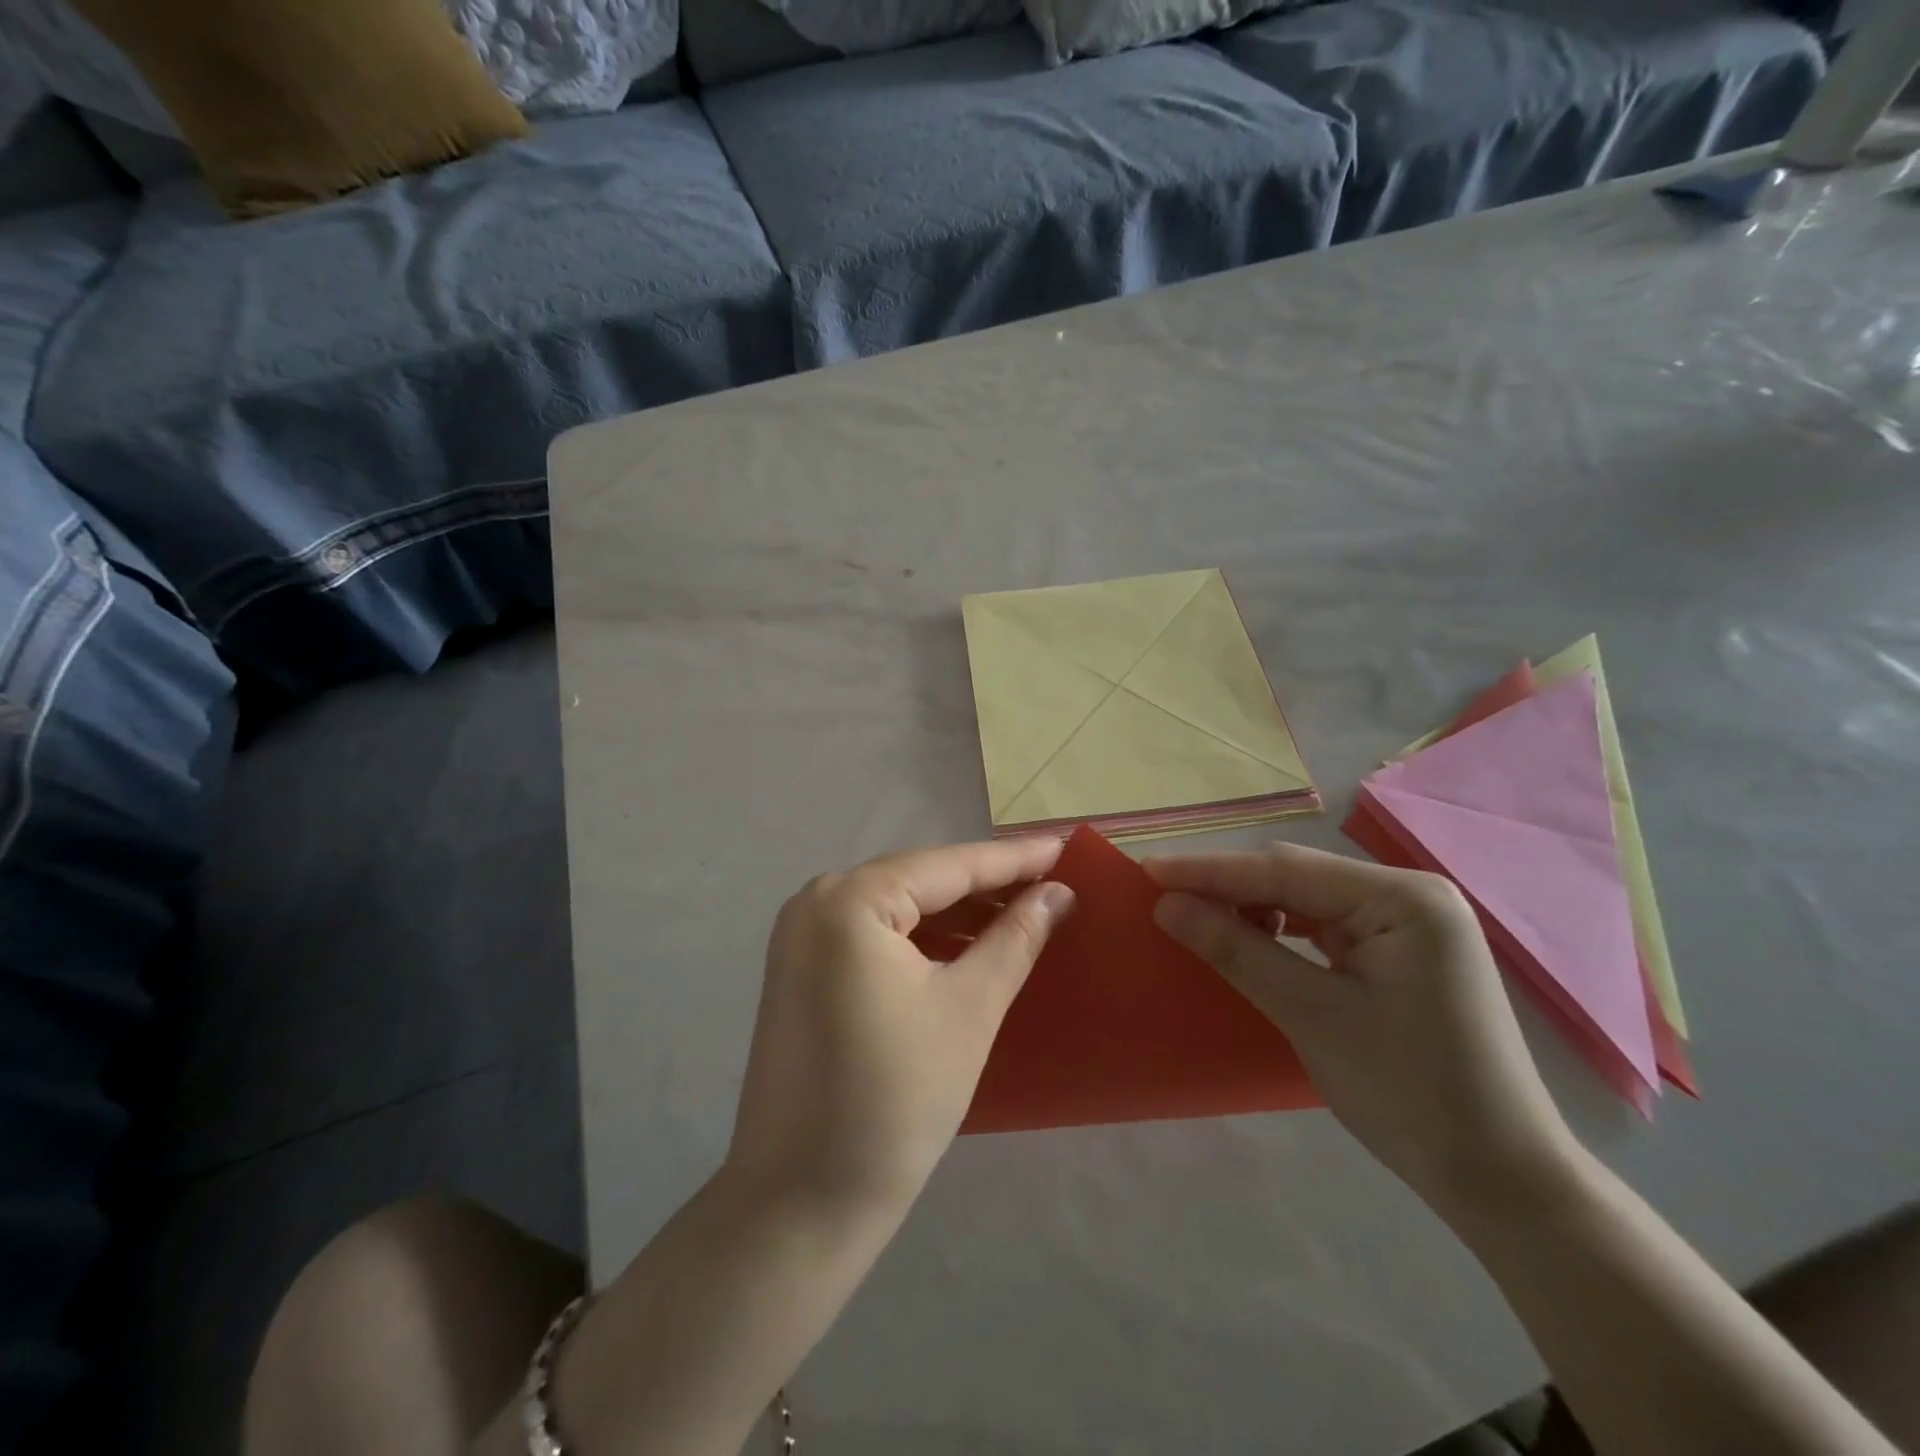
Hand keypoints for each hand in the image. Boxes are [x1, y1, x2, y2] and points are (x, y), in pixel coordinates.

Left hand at [727, 839, 1075, 1217]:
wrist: (801, 1203)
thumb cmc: (896, 1099)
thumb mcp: (970, 1008)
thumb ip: (1016, 937)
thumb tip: (1057, 892)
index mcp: (850, 900)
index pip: (948, 866)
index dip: (1013, 858)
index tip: (1065, 846)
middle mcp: (816, 902)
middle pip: (920, 880)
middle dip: (986, 883)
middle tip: (1052, 882)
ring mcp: (801, 937)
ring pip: (898, 907)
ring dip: (957, 912)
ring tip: (1021, 914)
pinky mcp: (801, 971)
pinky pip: (874, 935)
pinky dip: (922, 938)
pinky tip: (966, 946)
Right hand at [1146, 844, 1575, 1212]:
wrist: (1500, 1180)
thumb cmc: (1409, 1092)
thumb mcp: (1310, 1015)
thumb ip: (1236, 950)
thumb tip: (1166, 906)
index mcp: (1403, 897)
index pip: (1284, 871)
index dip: (1209, 871)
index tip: (1147, 871)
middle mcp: (1409, 896)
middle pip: (1297, 878)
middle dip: (1227, 886)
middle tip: (1161, 894)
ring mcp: (1408, 925)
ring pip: (1307, 900)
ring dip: (1251, 907)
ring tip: (1196, 917)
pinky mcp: (1400, 954)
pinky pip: (1324, 927)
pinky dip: (1280, 931)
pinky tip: (1249, 939)